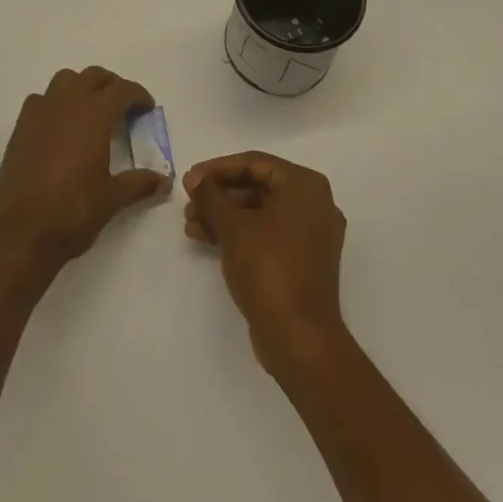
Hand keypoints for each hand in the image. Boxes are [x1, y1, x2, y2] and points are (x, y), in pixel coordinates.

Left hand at [0, 67, 169, 275]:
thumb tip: (164, 181)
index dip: (138, 95)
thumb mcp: (111, 199)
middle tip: (123, 107)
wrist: (17, 232)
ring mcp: (39, 113)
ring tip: (92, 112)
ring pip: (65, 80)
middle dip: (111, 86)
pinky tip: (61, 128)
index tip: (147, 107)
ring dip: (82, 87)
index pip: (121, 90)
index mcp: (93, 115)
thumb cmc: (71, 212)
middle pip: (92, 77)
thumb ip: (138, 184)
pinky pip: (42, 99)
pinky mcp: (20, 127)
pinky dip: (56, 103)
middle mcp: (65, 104)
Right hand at [185, 152, 348, 376]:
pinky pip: (266, 234)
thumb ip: (211, 195)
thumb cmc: (268, 268)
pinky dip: (238, 233)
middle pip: (257, 186)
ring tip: (191, 223)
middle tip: (189, 202)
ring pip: (259, 212)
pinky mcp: (302, 261)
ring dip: (223, 214)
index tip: (189, 180)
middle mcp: (314, 204)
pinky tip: (204, 238)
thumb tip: (197, 180)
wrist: (299, 338)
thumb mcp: (233, 226)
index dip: (217, 169)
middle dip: (219, 194)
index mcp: (305, 186)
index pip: (254, 163)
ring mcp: (310, 235)